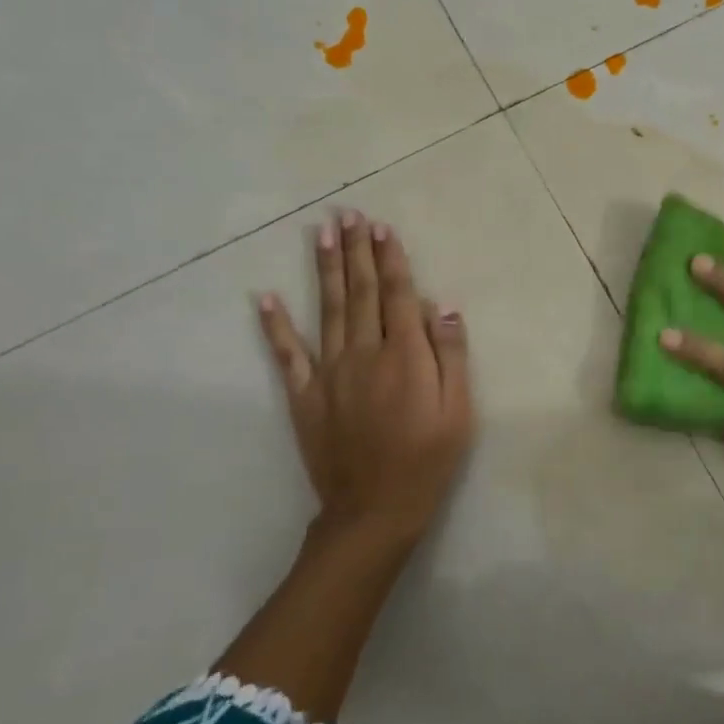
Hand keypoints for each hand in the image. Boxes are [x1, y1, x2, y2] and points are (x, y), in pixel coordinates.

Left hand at [257, 209, 474, 549]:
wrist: (375, 509)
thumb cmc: (428, 460)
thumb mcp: (459, 411)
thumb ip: (451, 355)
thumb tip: (442, 306)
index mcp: (405, 355)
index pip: (398, 294)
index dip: (391, 258)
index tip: (383, 227)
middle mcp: (364, 353)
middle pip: (361, 291)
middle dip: (356, 250)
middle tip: (349, 214)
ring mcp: (329, 372)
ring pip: (328, 309)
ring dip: (325, 268)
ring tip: (321, 232)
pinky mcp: (304, 395)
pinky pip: (286, 354)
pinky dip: (274, 325)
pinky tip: (264, 297)